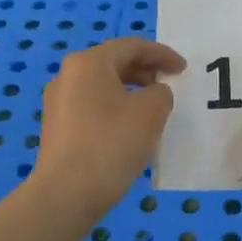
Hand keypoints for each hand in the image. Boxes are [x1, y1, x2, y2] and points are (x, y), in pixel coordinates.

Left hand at [32, 38, 185, 215]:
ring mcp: (59, 102)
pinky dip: (116, 107)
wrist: (66, 194)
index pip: (132, 47)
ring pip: (103, 85)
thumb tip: (153, 94)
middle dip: (145, 70)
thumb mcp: (151, 112)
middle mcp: (68, 75)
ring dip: (131, 91)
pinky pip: (93, 106)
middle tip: (169, 85)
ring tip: (154, 109)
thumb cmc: (111, 144)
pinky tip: (131, 129)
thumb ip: (161, 93)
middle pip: (114, 62)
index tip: (183, 69)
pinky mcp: (58, 127)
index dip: (162, 54)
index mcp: (89, 63)